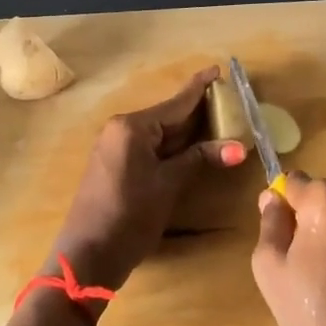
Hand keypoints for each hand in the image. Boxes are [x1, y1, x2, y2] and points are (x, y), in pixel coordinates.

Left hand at [49, 66, 245, 292]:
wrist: (87, 256)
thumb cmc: (129, 216)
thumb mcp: (168, 185)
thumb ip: (199, 158)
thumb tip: (238, 147)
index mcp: (132, 127)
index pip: (175, 103)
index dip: (199, 88)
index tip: (218, 69)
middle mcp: (121, 129)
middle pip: (168, 115)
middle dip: (198, 110)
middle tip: (229, 101)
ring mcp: (116, 147)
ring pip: (160, 132)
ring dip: (188, 131)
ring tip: (219, 120)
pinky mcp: (116, 164)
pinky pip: (150, 145)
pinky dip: (173, 145)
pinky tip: (194, 145)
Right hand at [251, 174, 325, 325]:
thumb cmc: (313, 315)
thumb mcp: (270, 268)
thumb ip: (269, 223)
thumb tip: (272, 196)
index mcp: (325, 199)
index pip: (291, 182)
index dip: (278, 209)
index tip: (276, 242)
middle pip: (314, 197)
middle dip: (300, 221)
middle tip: (292, 267)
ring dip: (318, 239)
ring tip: (313, 283)